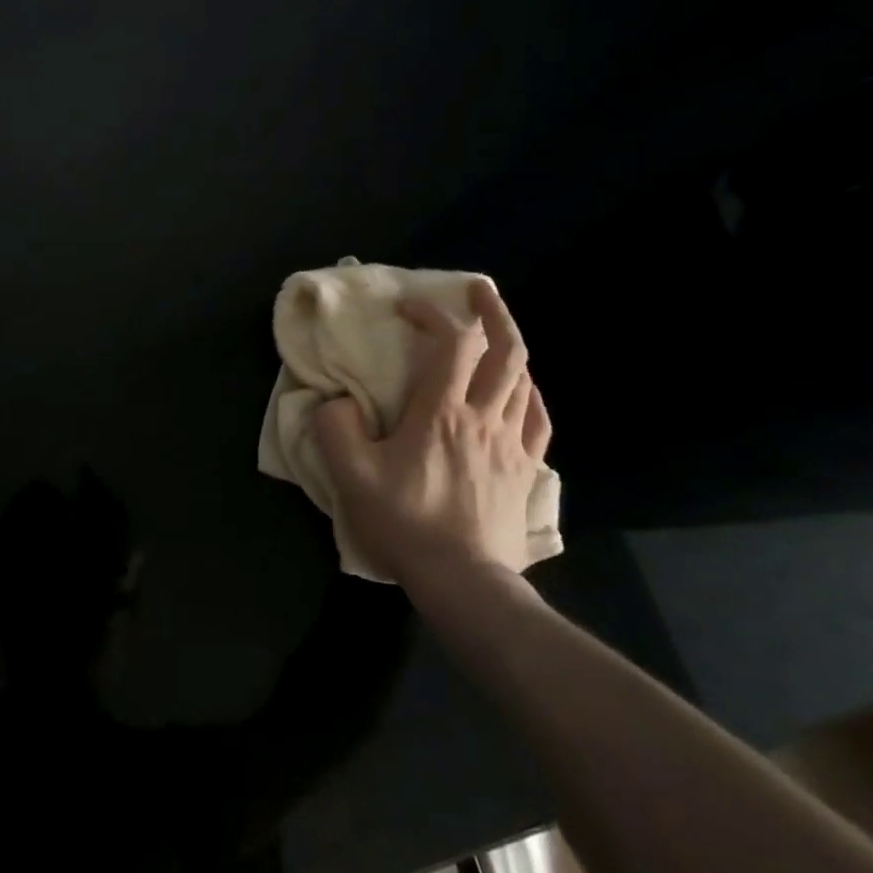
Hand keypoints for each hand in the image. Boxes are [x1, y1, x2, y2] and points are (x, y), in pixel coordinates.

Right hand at [313, 278, 550, 582]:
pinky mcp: (527, 471)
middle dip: (492, 312)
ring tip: (494, 334)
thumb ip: (335, 428)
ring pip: (525, 381)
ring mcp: (512, 445)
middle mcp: (484, 418)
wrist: (463, 582)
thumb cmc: (405, 522)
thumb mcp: (350, 475)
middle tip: (477, 290)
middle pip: (505, 351)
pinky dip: (529, 393)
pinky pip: (537, 419)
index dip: (432, 313)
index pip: (450, 343)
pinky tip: (521, 391)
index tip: (406, 306)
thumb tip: (338, 402)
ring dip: (510, 348)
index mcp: (441, 412)